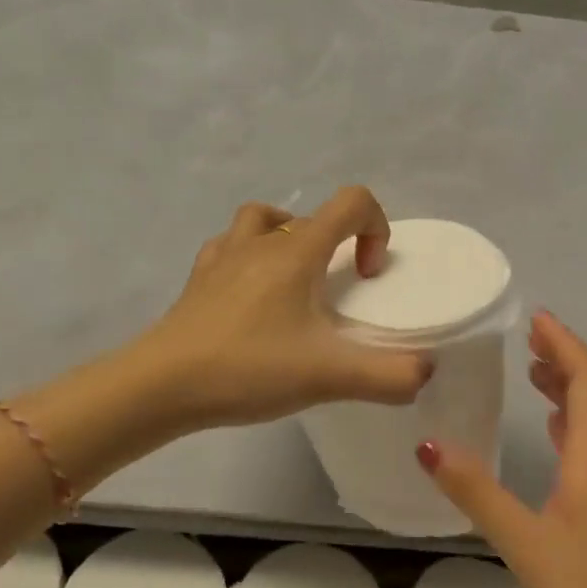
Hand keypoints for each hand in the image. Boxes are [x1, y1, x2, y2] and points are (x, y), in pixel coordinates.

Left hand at [141, 186, 431, 428]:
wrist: (162, 385)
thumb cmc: (248, 368)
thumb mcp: (329, 376)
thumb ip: (389, 376)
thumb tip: (424, 374)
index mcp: (296, 251)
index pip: (351, 202)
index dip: (376, 228)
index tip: (370, 276)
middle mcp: (260, 241)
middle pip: (310, 216)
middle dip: (337, 246)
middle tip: (337, 296)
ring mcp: (222, 257)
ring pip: (262, 221)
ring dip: (287, 238)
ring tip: (295, 283)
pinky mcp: (197, 281)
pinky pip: (228, 248)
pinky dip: (248, 258)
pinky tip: (251, 296)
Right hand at [414, 311, 586, 587]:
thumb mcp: (524, 543)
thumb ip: (476, 492)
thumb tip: (428, 445)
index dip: (566, 345)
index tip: (536, 319)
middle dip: (567, 361)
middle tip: (529, 340)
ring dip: (572, 392)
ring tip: (537, 375)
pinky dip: (576, 427)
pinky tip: (557, 439)